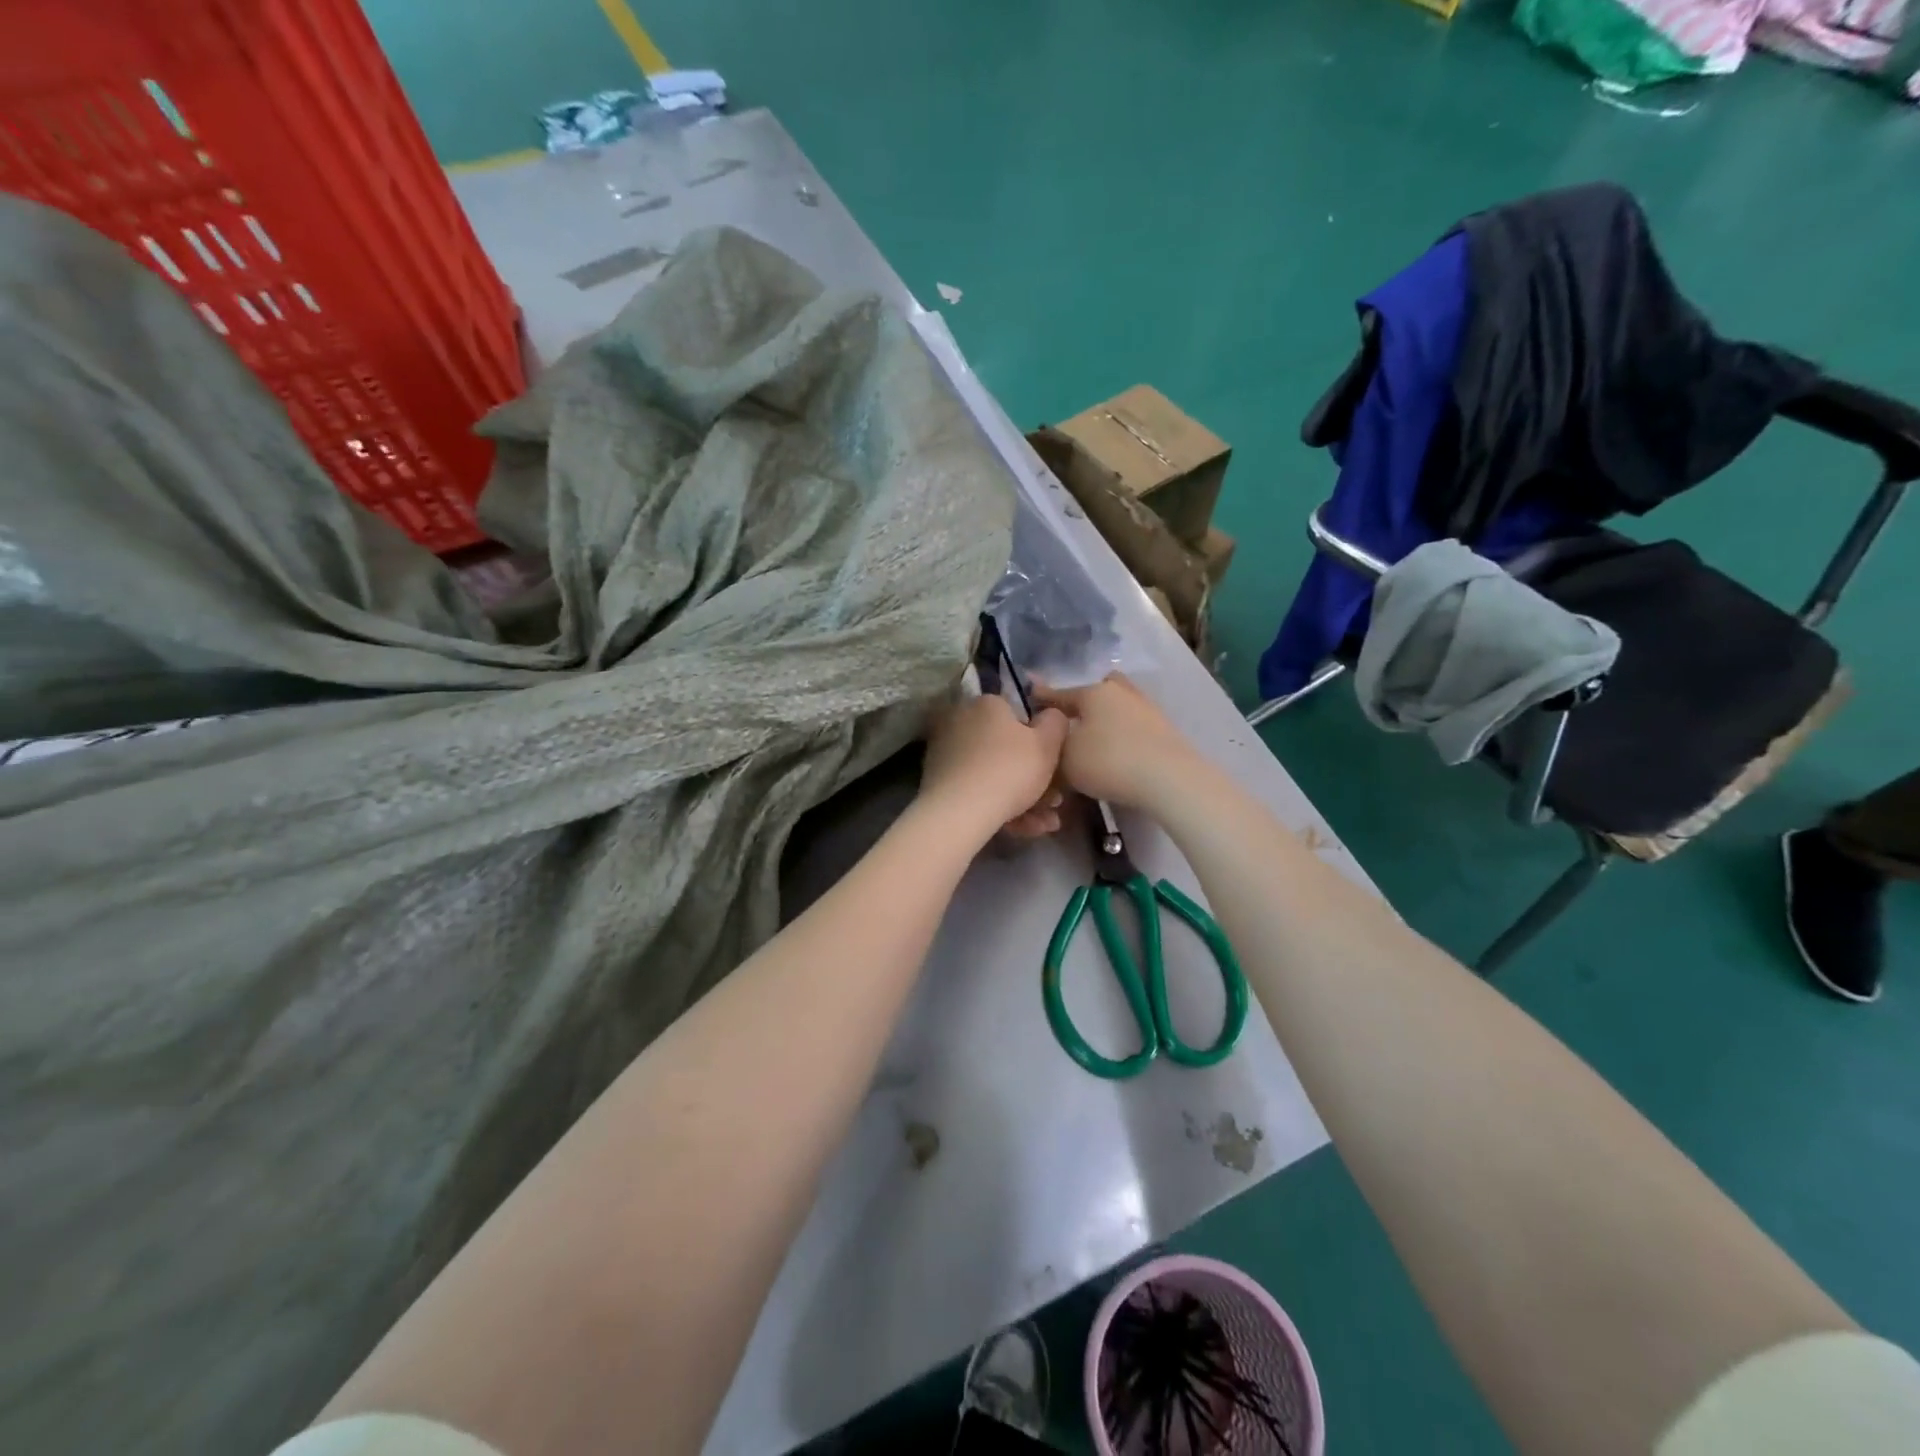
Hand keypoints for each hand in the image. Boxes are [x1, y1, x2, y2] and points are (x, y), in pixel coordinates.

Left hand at [919, 693, 1070, 839]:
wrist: (959, 812)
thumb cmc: (1010, 770)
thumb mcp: (1048, 744)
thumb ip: (1056, 723)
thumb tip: (1052, 714)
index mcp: (986, 704)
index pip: (1018, 715)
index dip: (1039, 741)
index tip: (1054, 767)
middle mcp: (962, 721)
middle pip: (1007, 750)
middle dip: (1035, 779)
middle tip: (1054, 803)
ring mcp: (947, 752)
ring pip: (994, 775)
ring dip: (1024, 800)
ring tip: (1044, 824)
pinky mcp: (938, 781)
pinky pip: (977, 790)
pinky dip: (1000, 808)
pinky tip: (1021, 829)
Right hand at [1031, 674, 1202, 811]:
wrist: (1170, 779)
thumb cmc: (1108, 762)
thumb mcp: (1065, 759)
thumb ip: (1051, 747)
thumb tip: (1050, 740)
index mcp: (1092, 692)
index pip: (1059, 694)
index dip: (1041, 700)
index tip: (1030, 699)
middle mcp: (1119, 692)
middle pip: (1096, 692)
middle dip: (1082, 704)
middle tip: (1071, 723)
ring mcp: (1146, 708)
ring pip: (1117, 707)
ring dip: (1105, 719)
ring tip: (1094, 742)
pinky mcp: (1164, 729)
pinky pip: (1133, 725)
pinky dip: (1122, 734)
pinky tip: (1117, 752)